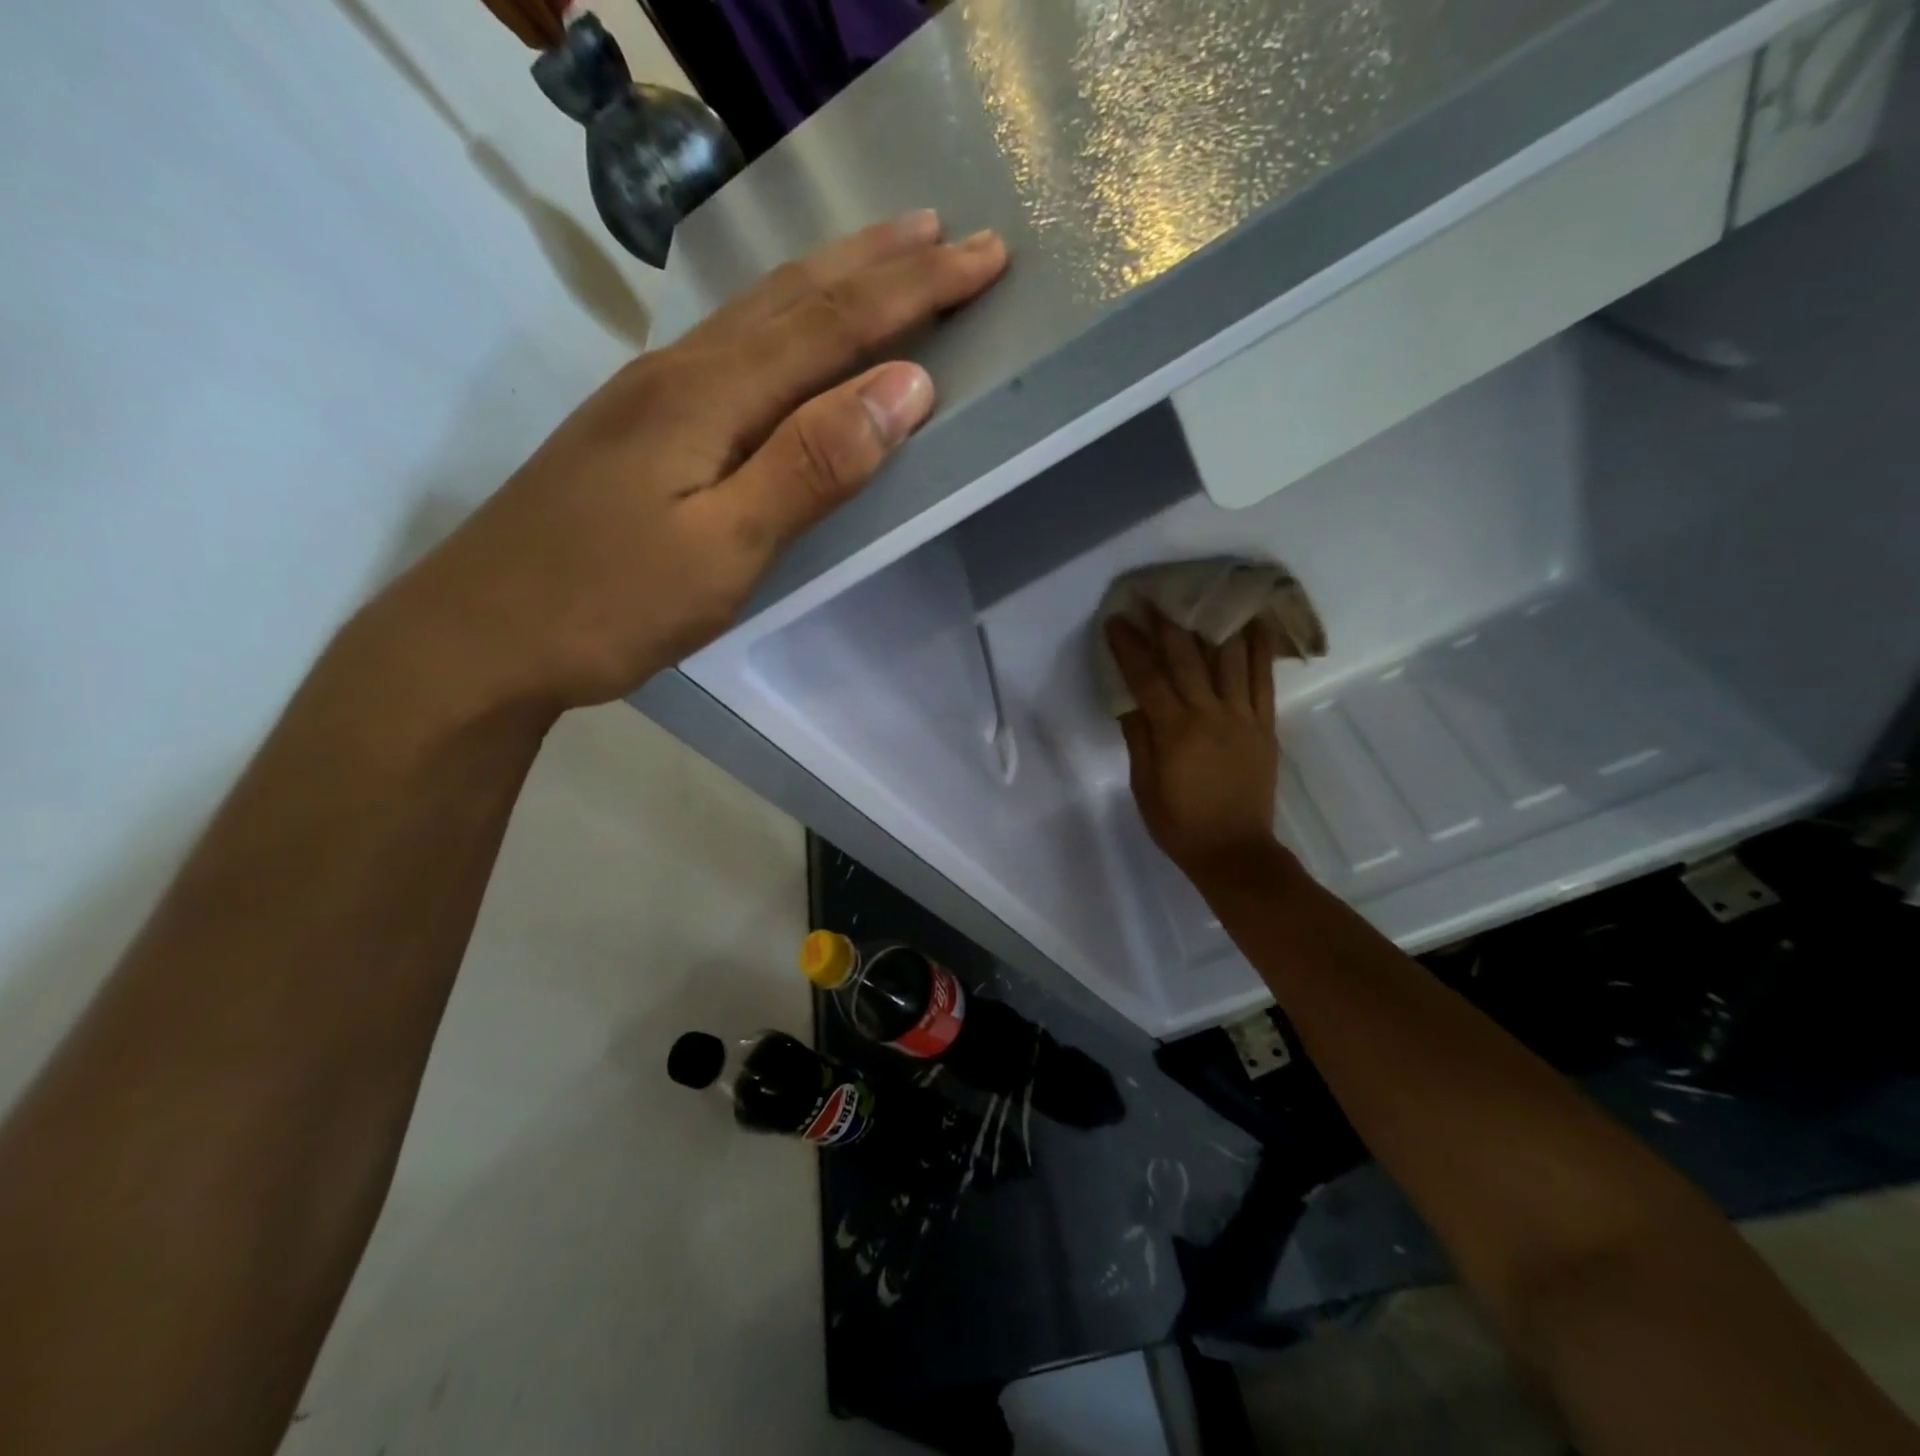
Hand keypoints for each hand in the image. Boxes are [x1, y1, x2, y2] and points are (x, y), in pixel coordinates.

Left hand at [379, 211, 1008, 710]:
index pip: (834, 324)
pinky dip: (783, 317)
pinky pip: (730, 345)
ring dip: (831, 276)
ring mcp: (651, 393)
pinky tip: (790, 321)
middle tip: (951, 234)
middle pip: (795, 297)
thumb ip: (812, 465)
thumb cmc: (608, 603)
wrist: (481, 634)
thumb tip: (905, 387)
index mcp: (709, 395)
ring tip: (888, 251)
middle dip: (882, 264)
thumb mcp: (725, 548)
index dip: (914, 291)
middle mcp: (680, 371)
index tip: (986, 259)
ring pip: (757, 312)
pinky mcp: (637, 424)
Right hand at [1106, 613, 1281, 878]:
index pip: (1146, 677)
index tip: (1116, 621)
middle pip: (1187, 658)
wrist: (1235, 852)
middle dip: (1166, 625)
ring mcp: (1242, 717)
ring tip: (1203, 598)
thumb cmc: (1179, 824)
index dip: (1130, 646)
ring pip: (1229, 659)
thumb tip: (1130, 700)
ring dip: (1213, 624)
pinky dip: (1259, 649)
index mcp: (1174, 731)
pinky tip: (1253, 624)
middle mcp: (1210, 714)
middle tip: (1152, 598)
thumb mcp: (1144, 786)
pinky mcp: (1265, 725)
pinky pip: (1263, 679)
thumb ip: (1139, 738)